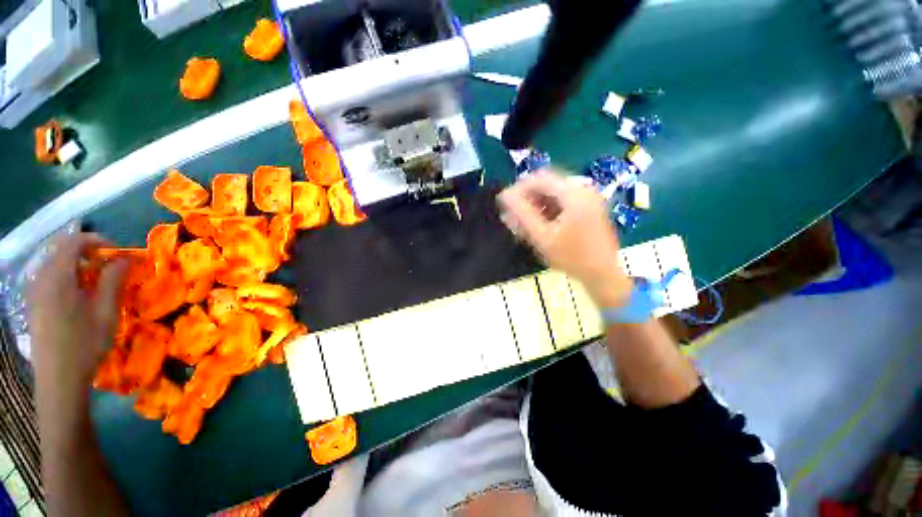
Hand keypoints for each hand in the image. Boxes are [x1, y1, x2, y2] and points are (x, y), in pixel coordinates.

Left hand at [27, 231, 127, 392]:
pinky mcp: (34, 304)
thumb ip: (113, 280)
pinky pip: (50, 279)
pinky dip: (67, 279)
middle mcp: (41, 278)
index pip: (74, 242)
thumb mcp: (105, 311)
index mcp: (57, 277)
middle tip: (109, 269)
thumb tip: (124, 258)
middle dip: (88, 254)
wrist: (58, 378)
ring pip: (56, 266)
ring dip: (78, 267)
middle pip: (63, 252)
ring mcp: (34, 292)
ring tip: (96, 285)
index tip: (117, 253)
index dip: (97, 241)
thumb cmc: (85, 343)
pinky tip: (79, 298)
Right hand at [497, 170, 631, 307]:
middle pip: (546, 186)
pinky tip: (537, 227)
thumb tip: (504, 195)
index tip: (505, 204)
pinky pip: (562, 204)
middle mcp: (583, 190)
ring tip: (521, 226)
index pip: (539, 179)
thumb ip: (521, 214)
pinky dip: (547, 212)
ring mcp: (588, 199)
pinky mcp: (588, 209)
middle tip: (512, 218)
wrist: (603, 275)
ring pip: (553, 196)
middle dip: (526, 200)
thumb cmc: (572, 257)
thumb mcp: (542, 237)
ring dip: (535, 207)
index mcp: (574, 193)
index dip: (518, 189)